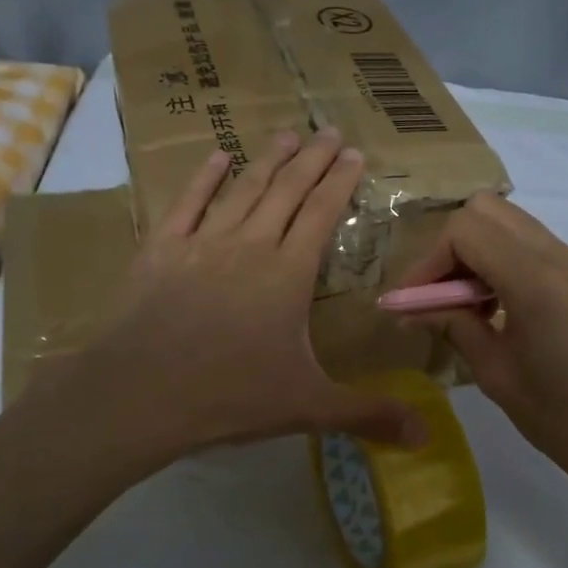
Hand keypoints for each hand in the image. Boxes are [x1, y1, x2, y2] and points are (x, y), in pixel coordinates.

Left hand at [77, 128, 426, 464]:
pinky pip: (188, 202)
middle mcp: (250, 245)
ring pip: (243, 189)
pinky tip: (217, 156)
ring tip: (286, 135)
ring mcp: (203, 242)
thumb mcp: (308, 406)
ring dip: (267, 160)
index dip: (340, 183)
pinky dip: (205, 177)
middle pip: (287, 191)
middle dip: (313, 160)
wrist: (140, 393)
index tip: (354, 154)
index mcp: (288, 274)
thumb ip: (368, 414)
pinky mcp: (161, 248)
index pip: (322, 214)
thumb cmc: (229, 396)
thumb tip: (426, 436)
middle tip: (330, 131)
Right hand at [392, 193, 567, 500]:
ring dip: (475, 251)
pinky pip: (530, 245)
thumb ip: (452, 327)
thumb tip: (409, 310)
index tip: (412, 302)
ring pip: (509, 223)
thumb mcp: (496, 374)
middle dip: (450, 246)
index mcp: (534, 279)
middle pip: (486, 210)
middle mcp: (558, 256)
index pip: (464, 230)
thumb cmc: (564, 420)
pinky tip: (492, 308)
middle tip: (437, 295)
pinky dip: (499, 260)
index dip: (428, 261)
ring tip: (462, 304)